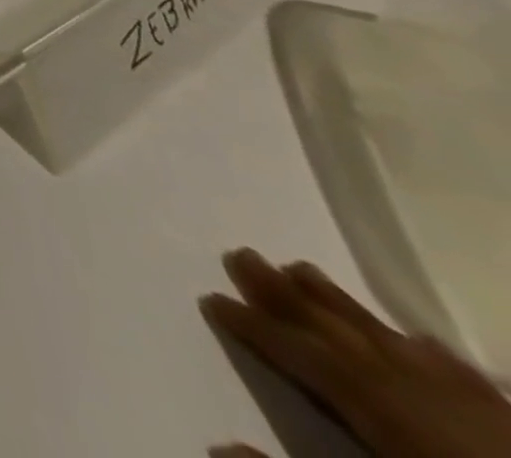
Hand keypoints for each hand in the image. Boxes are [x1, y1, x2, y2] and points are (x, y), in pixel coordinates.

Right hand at [202, 247, 510, 457]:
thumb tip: (218, 445)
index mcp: (386, 415)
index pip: (304, 357)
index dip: (255, 327)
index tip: (212, 298)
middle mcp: (423, 396)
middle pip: (343, 333)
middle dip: (287, 294)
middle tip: (240, 253)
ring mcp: (479, 410)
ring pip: (393, 341)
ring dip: (340, 303)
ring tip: (298, 266)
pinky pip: (459, 373)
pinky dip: (419, 347)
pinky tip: (412, 338)